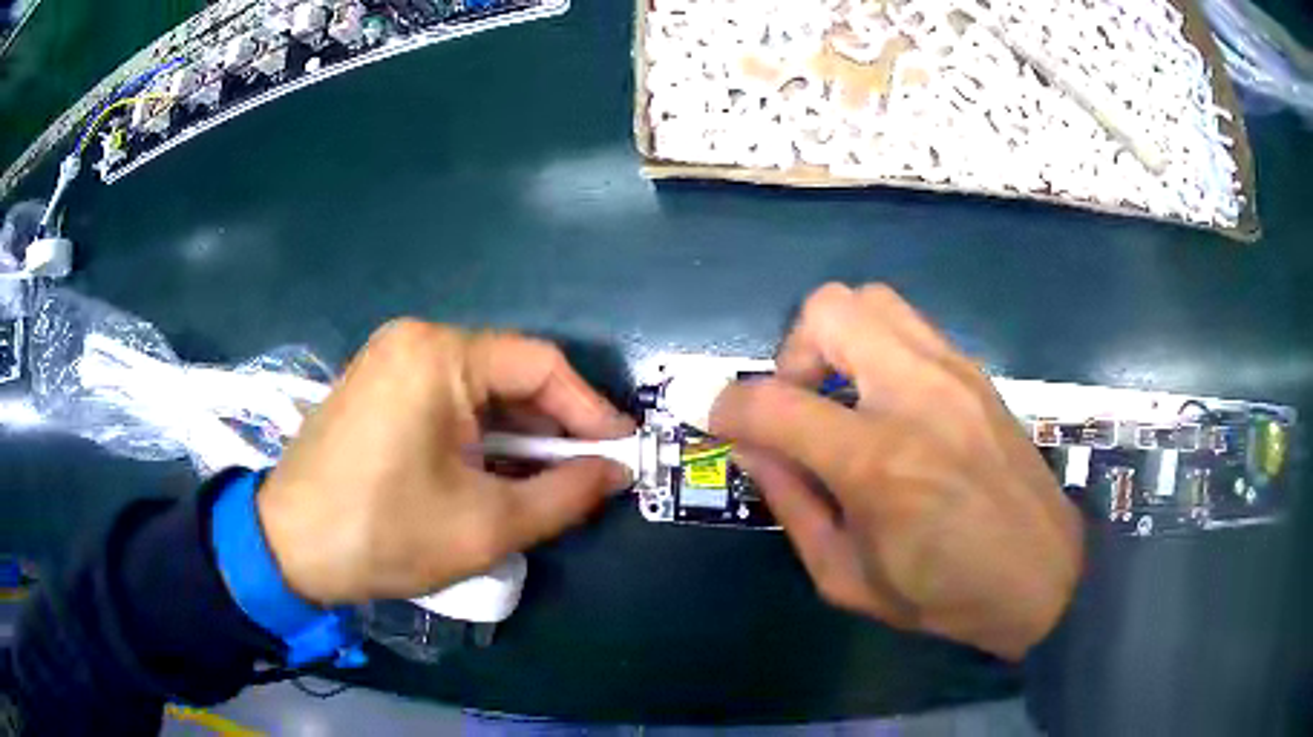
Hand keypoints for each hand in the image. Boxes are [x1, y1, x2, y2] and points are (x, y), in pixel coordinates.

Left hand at [256, 320, 634, 605]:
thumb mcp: (487, 525)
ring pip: (479, 390)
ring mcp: (389, 360)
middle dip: (553, 427)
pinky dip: (480, 435)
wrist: (287, 547)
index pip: (541, 364)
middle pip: (509, 375)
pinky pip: (446, 400)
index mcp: (439, 355)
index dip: (590, 409)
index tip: (621, 453)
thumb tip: (616, 473)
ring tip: (545, 482)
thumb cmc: (384, 533)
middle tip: (587, 475)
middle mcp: (415, 340)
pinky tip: (493, 473)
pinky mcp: (376, 386)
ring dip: (517, 435)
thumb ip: (565, 495)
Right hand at [710, 284, 1082, 659]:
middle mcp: (916, 395)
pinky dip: (877, 349)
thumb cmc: (943, 595)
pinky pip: (909, 326)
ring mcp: (954, 373)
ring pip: (871, 300)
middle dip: (791, 352)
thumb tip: (749, 445)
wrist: (1043, 575)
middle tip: (799, 408)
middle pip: (829, 310)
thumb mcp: (846, 577)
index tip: (714, 419)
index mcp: (879, 461)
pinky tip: (887, 406)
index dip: (724, 406)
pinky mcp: (975, 372)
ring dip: (836, 340)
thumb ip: (791, 503)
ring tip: (842, 400)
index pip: (773, 402)